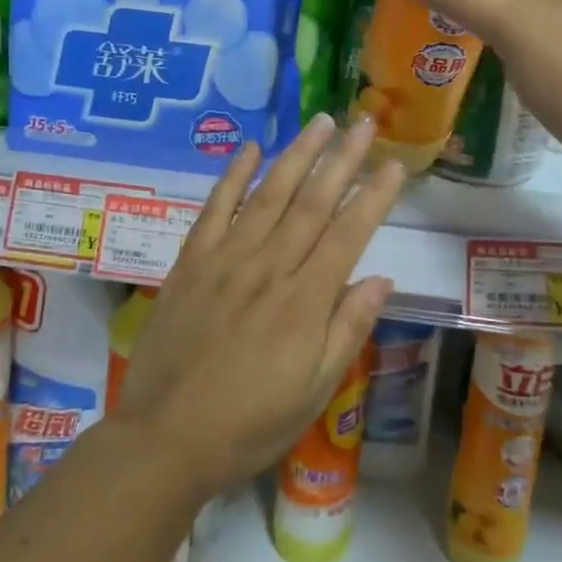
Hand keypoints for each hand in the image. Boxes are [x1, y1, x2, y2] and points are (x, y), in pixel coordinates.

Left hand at [109, 115, 403, 495]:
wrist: (166, 438)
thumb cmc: (250, 423)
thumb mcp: (314, 391)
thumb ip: (348, 330)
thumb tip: (382, 279)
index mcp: (305, 302)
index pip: (348, 235)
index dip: (375, 197)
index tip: (395, 163)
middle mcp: (269, 268)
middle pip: (312, 203)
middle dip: (343, 159)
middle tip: (364, 122)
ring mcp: (226, 260)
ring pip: (268, 195)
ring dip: (297, 155)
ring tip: (321, 122)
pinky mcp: (191, 262)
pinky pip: (214, 209)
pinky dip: (233, 176)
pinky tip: (251, 149)